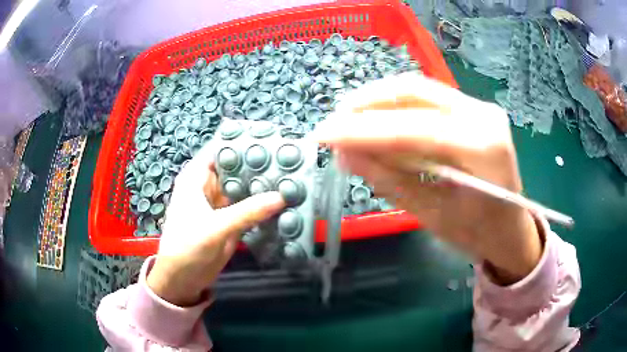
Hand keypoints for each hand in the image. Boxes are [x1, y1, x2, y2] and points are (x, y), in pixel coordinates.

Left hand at [147, 144, 284, 305]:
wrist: (183, 278)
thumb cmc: (187, 246)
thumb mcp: (215, 227)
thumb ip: (247, 212)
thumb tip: (281, 196)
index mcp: (198, 177)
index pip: (221, 149)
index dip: (243, 142)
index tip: (271, 139)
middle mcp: (210, 185)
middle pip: (236, 167)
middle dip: (259, 164)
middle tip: (290, 160)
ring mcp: (221, 203)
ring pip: (244, 186)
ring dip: (262, 184)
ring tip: (293, 176)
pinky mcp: (230, 219)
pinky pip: (248, 206)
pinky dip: (262, 204)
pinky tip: (283, 200)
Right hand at [314, 73, 542, 284]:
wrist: (512, 228)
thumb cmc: (478, 233)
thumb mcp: (431, 215)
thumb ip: (389, 180)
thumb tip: (344, 154)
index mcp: (483, 148)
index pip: (412, 128)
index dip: (362, 130)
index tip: (322, 134)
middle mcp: (484, 114)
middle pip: (415, 92)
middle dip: (367, 104)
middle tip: (333, 122)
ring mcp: (480, 106)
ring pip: (419, 89)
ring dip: (379, 101)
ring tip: (348, 119)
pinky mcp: (474, 108)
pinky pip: (428, 98)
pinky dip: (397, 106)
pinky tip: (377, 119)